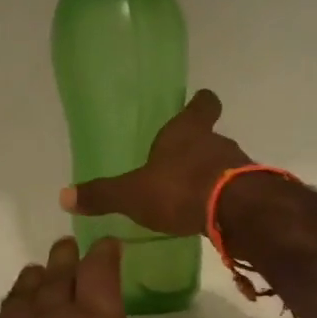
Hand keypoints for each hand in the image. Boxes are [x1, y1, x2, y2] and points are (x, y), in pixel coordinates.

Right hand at [59, 90, 250, 237]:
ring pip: (224, 163)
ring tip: (194, 195)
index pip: (202, 105)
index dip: (200, 104)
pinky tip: (211, 215)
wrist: (236, 212)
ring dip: (211, 175)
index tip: (198, 103)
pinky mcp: (253, 192)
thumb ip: (102, 195)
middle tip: (181, 163)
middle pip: (212, 136)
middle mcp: (216, 142)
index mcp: (186, 132)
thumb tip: (64, 196)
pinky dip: (224, 199)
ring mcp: (239, 166)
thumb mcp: (133, 194)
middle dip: (198, 148)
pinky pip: (236, 190)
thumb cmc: (179, 189)